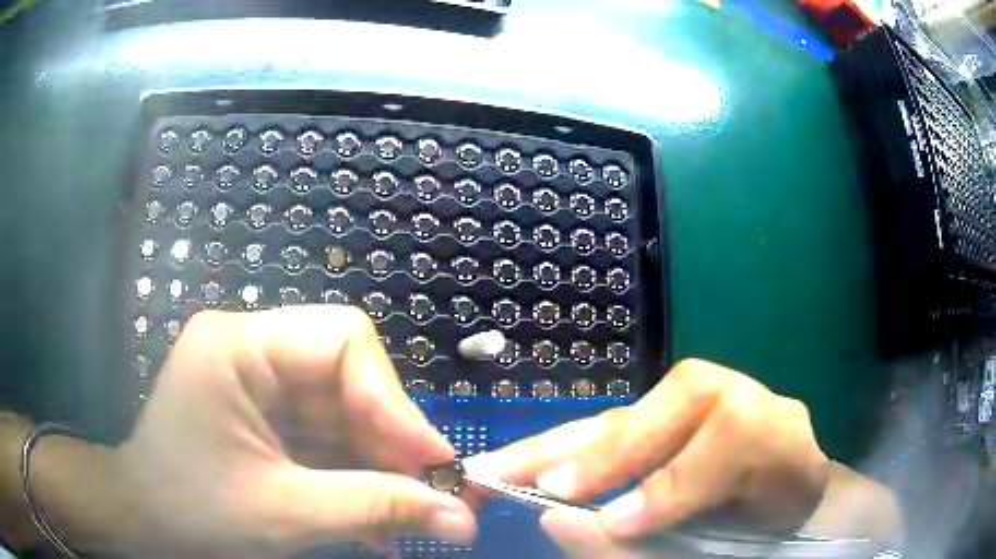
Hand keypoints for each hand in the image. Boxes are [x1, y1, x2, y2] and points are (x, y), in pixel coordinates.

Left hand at [39, 307, 474, 557]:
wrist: (142, 524)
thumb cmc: (191, 513)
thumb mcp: (284, 515)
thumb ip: (374, 510)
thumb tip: (462, 518)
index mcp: (239, 346)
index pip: (341, 340)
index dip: (394, 401)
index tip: (434, 463)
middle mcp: (251, 352)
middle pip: (348, 381)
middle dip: (391, 446)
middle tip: (433, 500)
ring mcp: (258, 385)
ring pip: (343, 417)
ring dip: (378, 471)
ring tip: (409, 521)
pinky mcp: (265, 419)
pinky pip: (324, 441)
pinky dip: (353, 481)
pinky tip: (375, 525)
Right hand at [464, 359, 829, 557]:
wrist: (788, 501)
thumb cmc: (762, 531)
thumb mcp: (729, 549)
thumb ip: (650, 547)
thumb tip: (563, 522)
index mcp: (780, 438)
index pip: (731, 439)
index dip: (671, 483)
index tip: (611, 522)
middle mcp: (746, 401)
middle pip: (676, 405)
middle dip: (600, 451)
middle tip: (519, 483)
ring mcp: (711, 396)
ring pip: (637, 411)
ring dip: (565, 445)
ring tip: (500, 469)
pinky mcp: (678, 408)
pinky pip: (623, 423)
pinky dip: (573, 447)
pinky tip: (531, 461)